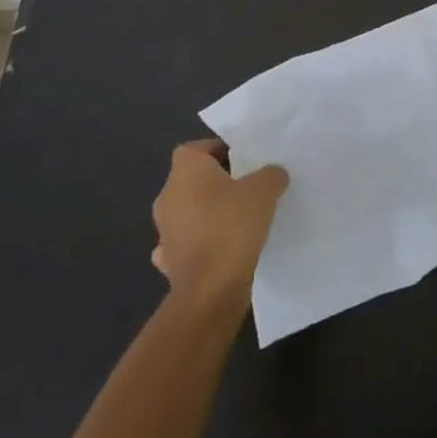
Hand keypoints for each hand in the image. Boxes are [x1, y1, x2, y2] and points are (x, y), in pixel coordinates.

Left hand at [151, 139, 287, 307]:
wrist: (210, 288)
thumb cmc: (233, 226)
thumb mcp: (265, 190)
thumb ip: (270, 175)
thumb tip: (272, 174)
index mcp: (185, 171)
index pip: (196, 148)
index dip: (218, 151)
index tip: (243, 162)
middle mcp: (167, 196)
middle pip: (192, 179)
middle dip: (216, 183)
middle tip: (247, 188)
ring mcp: (164, 230)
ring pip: (188, 211)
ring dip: (207, 214)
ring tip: (239, 220)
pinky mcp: (168, 260)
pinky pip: (186, 242)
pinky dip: (201, 243)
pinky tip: (222, 249)